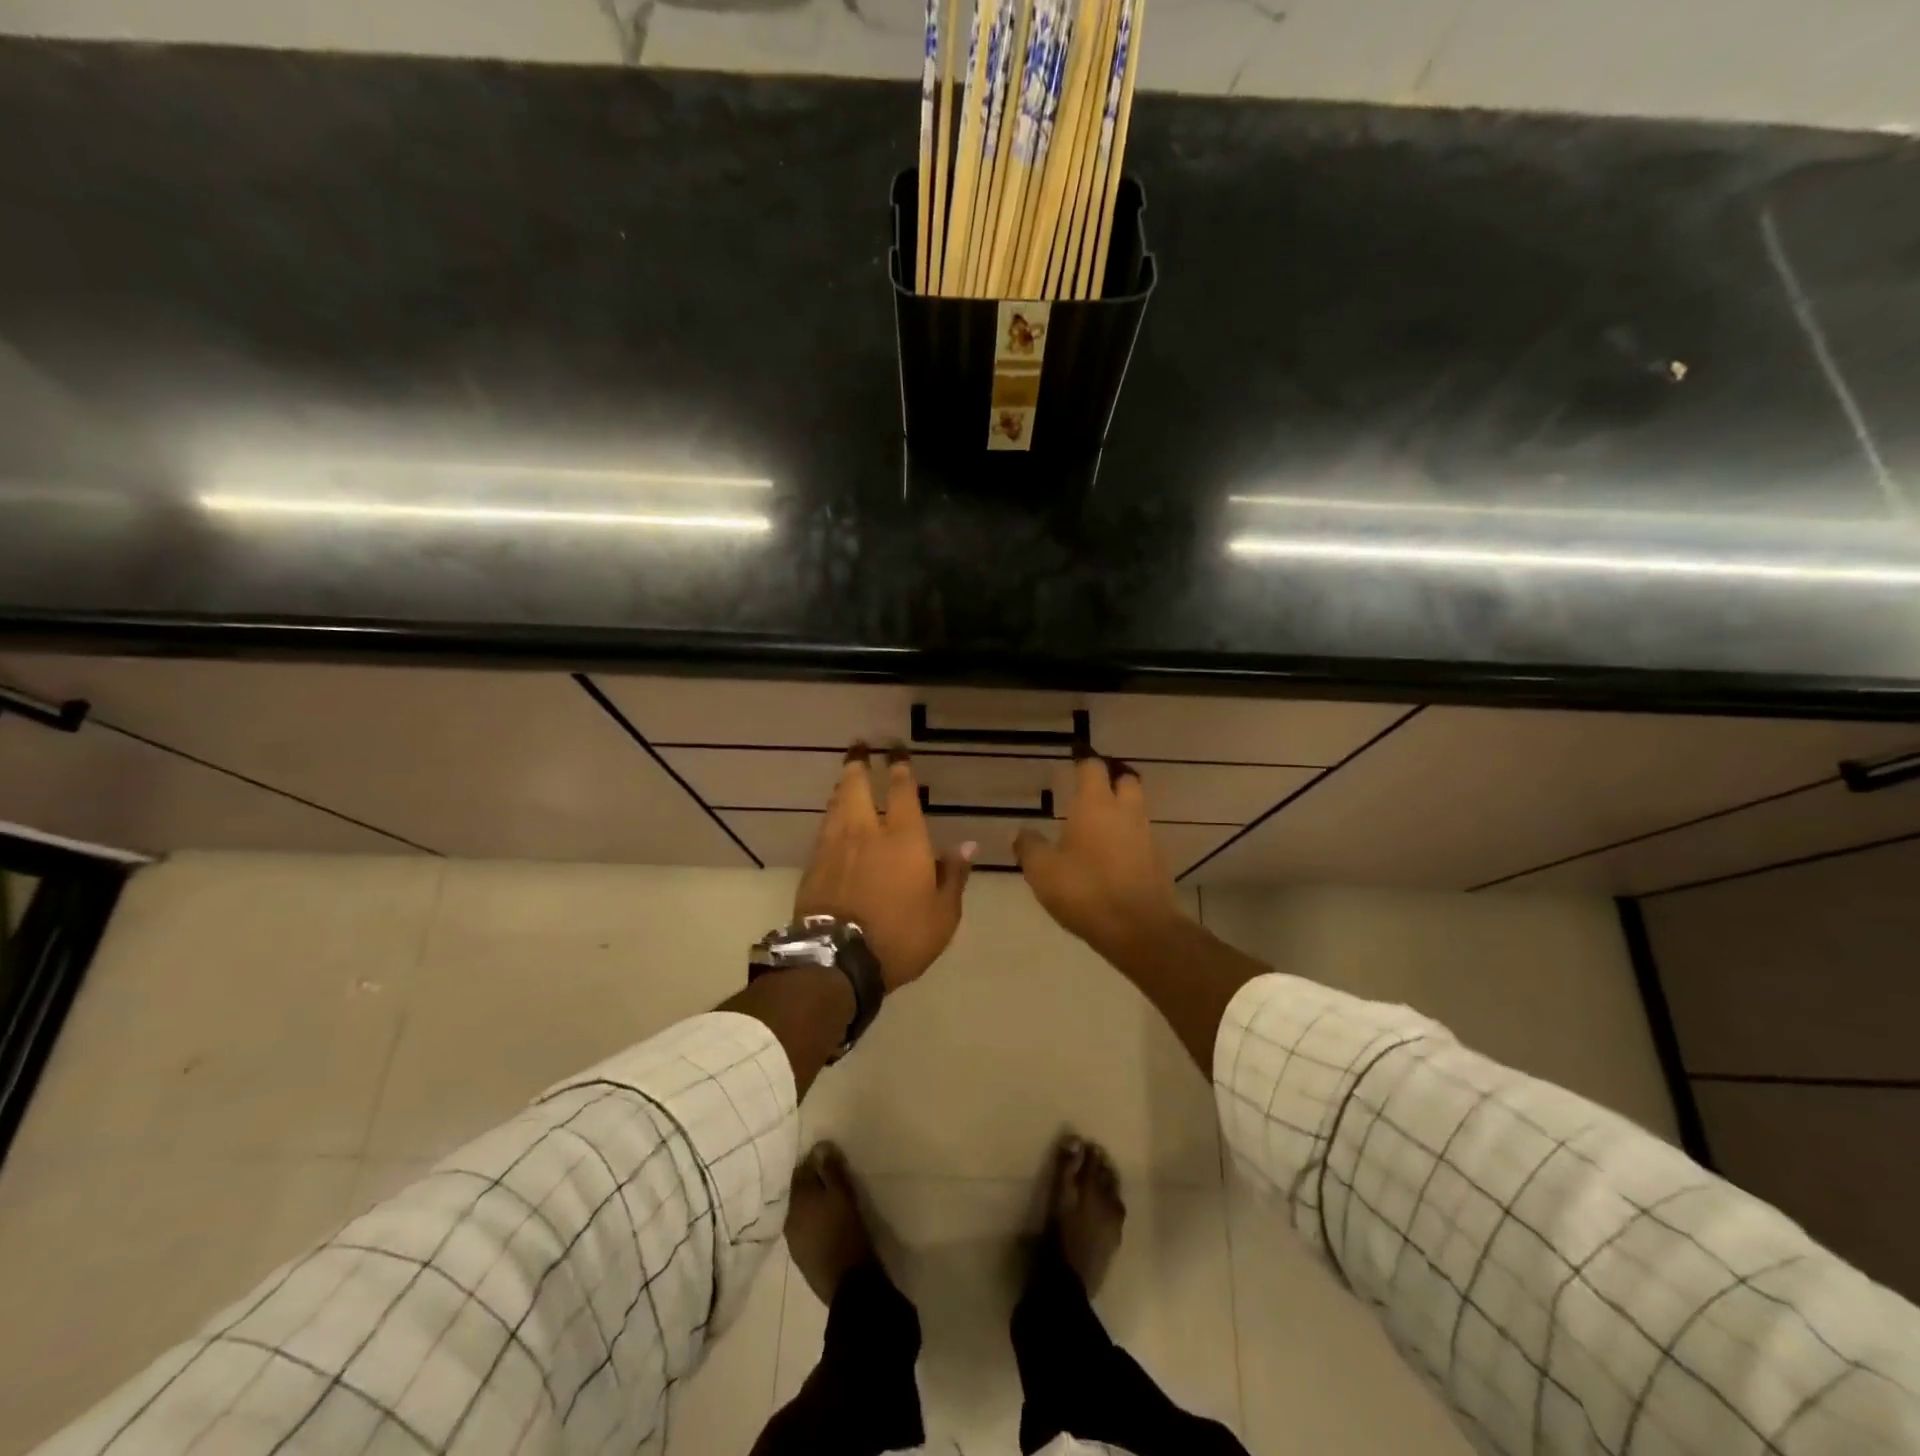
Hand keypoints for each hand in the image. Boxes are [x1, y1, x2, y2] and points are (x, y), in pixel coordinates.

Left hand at [796, 746, 973, 991]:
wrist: (837, 960)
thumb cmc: (901, 936)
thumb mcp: (943, 914)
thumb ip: (953, 876)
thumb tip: (966, 846)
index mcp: (904, 838)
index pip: (902, 791)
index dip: (900, 767)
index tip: (896, 750)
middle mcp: (866, 831)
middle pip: (857, 786)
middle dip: (859, 763)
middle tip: (859, 746)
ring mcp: (835, 846)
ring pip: (837, 803)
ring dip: (843, 786)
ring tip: (847, 777)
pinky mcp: (814, 864)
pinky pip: (824, 828)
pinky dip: (831, 815)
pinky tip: (833, 817)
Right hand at [1016, 754, 1184, 959]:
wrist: (1140, 929)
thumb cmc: (1085, 891)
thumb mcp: (1042, 871)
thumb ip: (1029, 846)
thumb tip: (1022, 832)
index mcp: (1096, 805)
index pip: (1093, 767)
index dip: (1082, 762)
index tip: (1072, 762)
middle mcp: (1125, 812)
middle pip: (1125, 780)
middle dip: (1111, 781)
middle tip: (1090, 792)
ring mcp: (1146, 836)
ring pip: (1136, 810)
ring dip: (1120, 812)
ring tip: (1096, 828)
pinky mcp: (1157, 862)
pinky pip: (1141, 839)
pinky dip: (1128, 840)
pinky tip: (1111, 859)